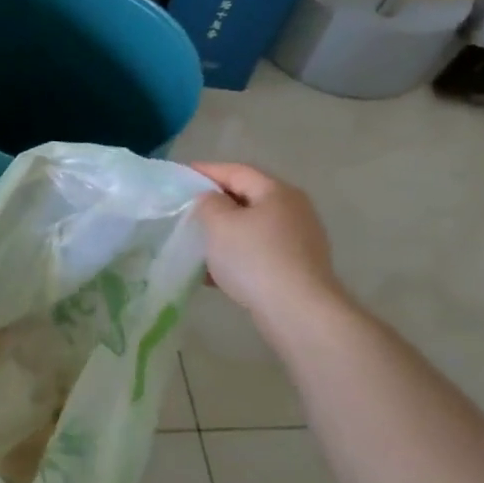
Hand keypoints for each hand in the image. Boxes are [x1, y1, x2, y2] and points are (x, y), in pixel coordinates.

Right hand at [190, 162, 346, 330]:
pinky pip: (259, 253)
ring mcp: (300, 240)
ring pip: (253, 228)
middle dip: (217, 204)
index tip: (183, 174)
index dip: (207, 171)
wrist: (298, 311)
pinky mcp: (298, 268)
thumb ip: (208, 203)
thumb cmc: (254, 258)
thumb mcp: (219, 223)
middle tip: (189, 209)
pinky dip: (237, 256)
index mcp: (276, 192)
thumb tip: (212, 200)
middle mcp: (293, 210)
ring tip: (198, 243)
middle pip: (248, 198)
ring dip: (226, 233)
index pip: (236, 171)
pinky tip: (215, 274)